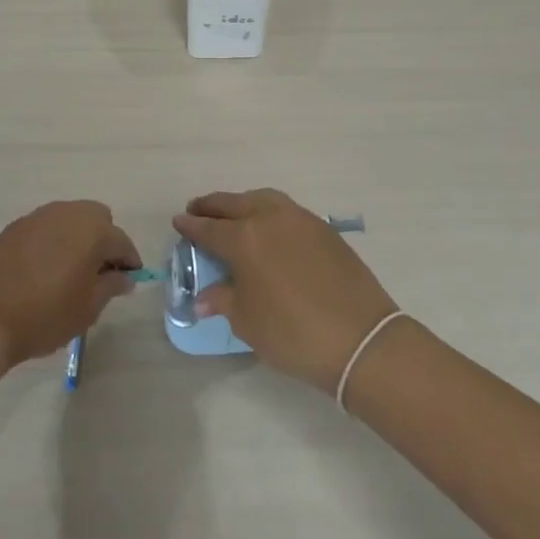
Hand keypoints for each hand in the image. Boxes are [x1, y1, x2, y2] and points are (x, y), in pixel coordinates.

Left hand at [0, 201, 139, 371]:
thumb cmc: (44, 315)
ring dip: (77, 238)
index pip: (122, 242)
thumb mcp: (87, 308)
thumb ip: (110, 287)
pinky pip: (44, 228)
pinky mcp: (13, 227)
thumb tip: (124, 277)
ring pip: (69, 219)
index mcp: (92, 230)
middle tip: (99, 273)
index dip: (129, 262)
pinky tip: (44, 269)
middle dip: (104, 241)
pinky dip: (52, 242)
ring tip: (71, 271)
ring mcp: (36, 217)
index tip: (129, 280)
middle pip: (97, 218)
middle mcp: (66, 214)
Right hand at [174, 189, 398, 392]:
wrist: (361, 339)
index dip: (191, 225)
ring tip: (232, 214)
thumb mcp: (247, 322)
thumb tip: (204, 298)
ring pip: (263, 199)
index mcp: (244, 239)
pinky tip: (267, 228)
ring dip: (243, 203)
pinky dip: (268, 211)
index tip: (178, 221)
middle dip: (213, 206)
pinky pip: (286, 210)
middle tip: (198, 210)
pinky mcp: (324, 229)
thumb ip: (223, 301)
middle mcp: (270, 219)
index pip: (209, 228)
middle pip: (234, 204)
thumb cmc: (293, 333)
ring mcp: (301, 220)